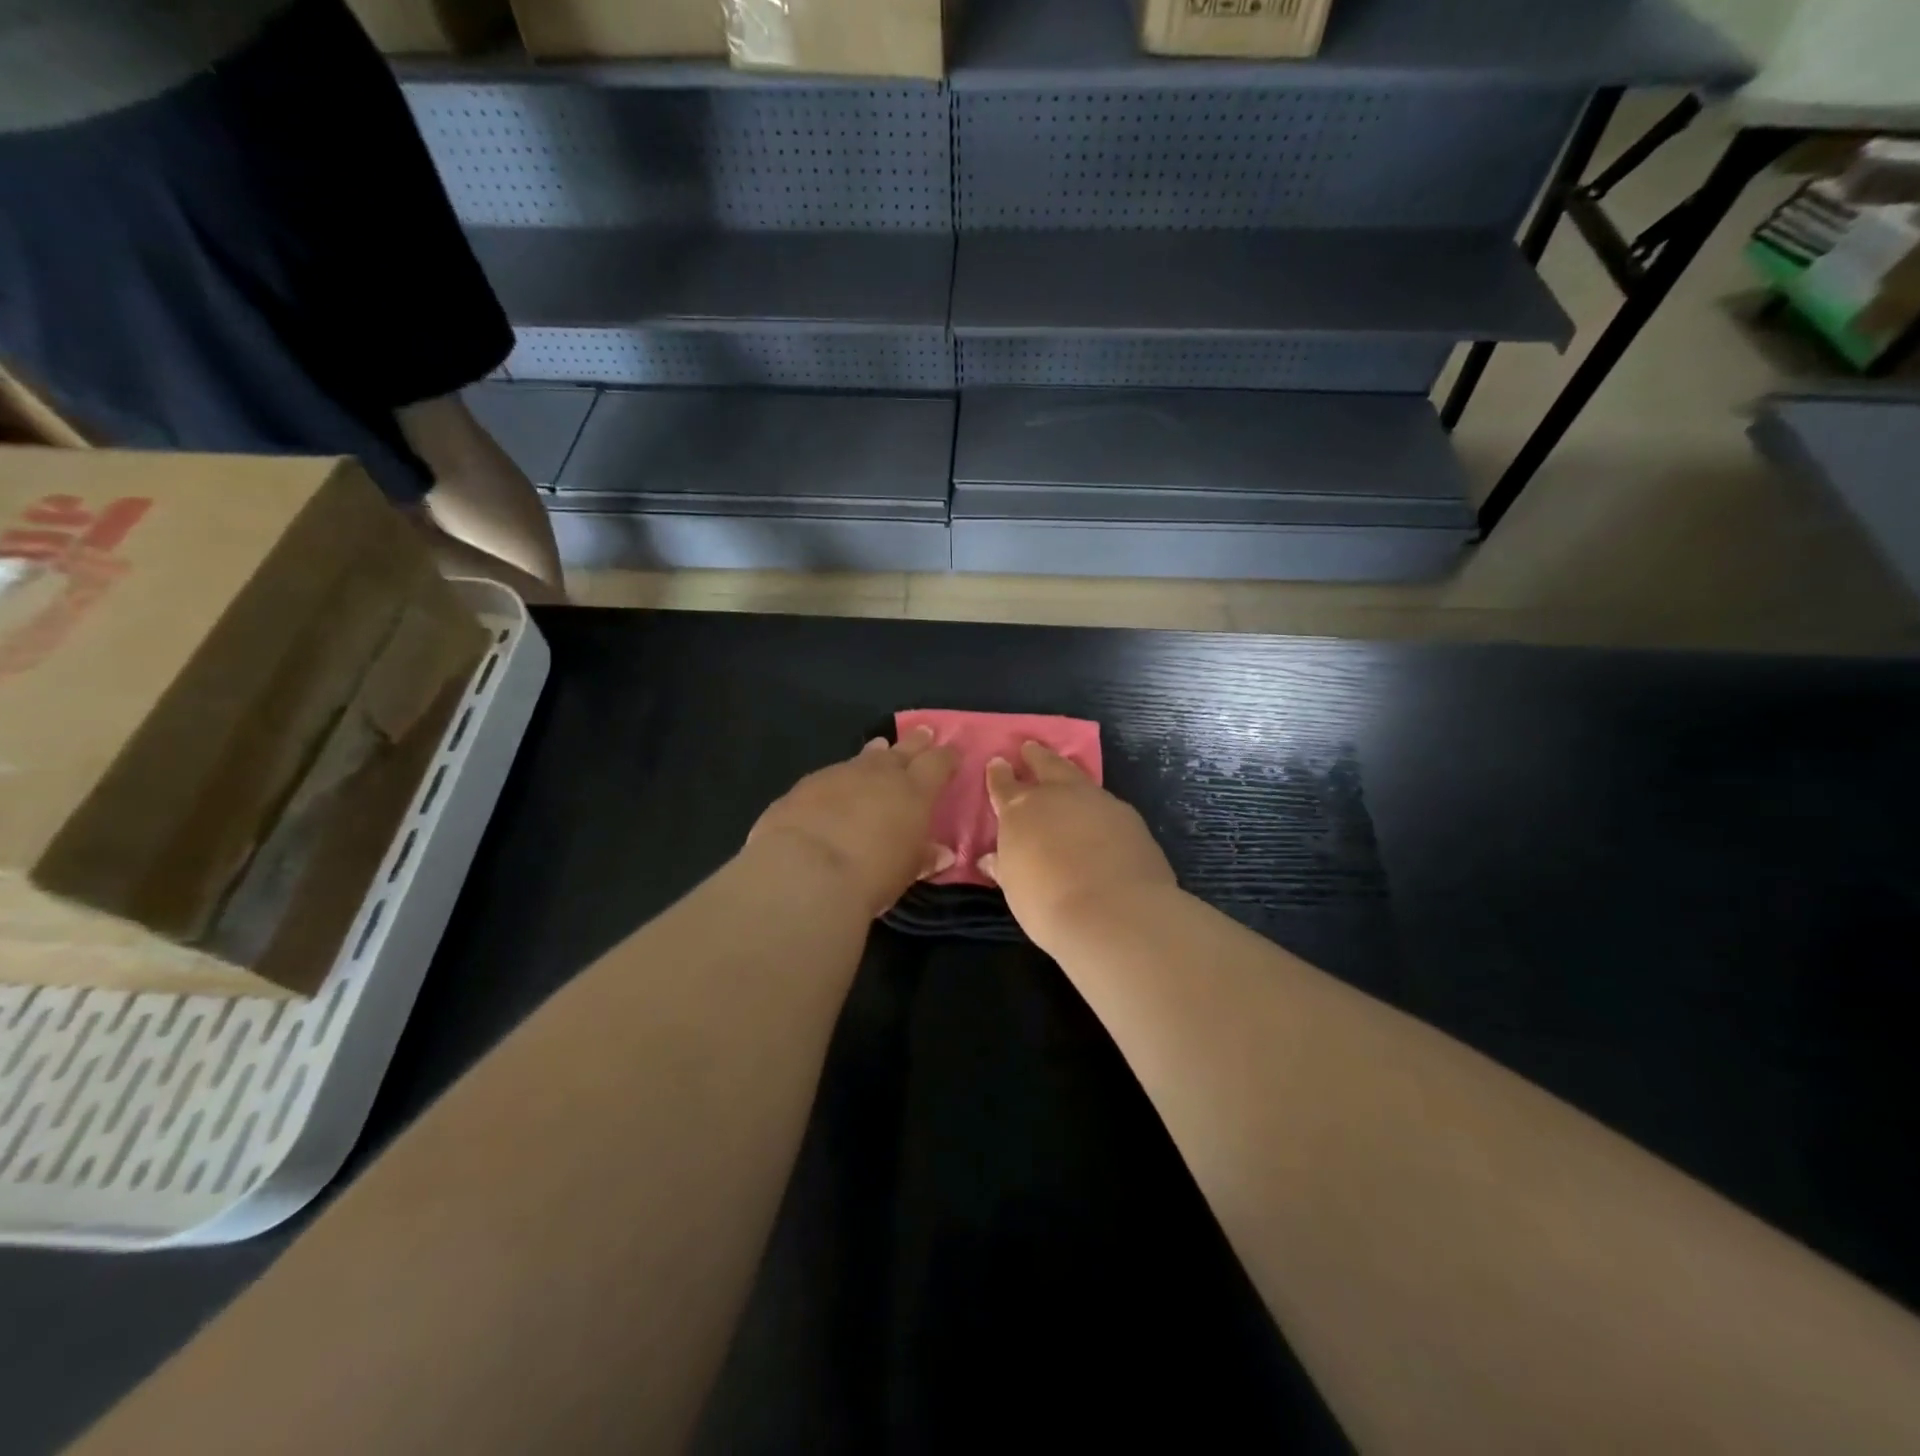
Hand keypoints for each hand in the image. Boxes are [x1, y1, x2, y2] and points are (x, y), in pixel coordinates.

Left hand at [749, 726, 958, 917]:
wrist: (805, 870)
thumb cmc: (871, 875)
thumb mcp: (906, 871)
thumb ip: (924, 857)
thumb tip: (942, 853)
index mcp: (914, 791)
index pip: (938, 763)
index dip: (947, 757)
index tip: (953, 753)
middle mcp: (880, 773)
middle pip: (903, 749)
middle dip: (916, 742)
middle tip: (924, 733)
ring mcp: (841, 773)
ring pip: (865, 757)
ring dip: (875, 754)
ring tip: (880, 748)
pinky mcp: (806, 784)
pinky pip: (832, 774)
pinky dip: (841, 778)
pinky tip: (836, 787)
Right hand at [982, 742, 1175, 952]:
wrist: (1115, 912)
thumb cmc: (1048, 904)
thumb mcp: (1016, 888)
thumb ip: (1005, 866)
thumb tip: (990, 858)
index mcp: (1021, 810)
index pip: (1004, 784)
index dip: (999, 774)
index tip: (997, 762)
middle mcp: (1058, 795)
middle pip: (1045, 765)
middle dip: (1036, 756)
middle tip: (1030, 747)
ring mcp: (1097, 801)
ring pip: (1079, 778)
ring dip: (1069, 774)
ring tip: (1065, 774)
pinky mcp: (1128, 816)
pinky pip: (1106, 803)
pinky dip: (1096, 805)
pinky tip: (1099, 816)